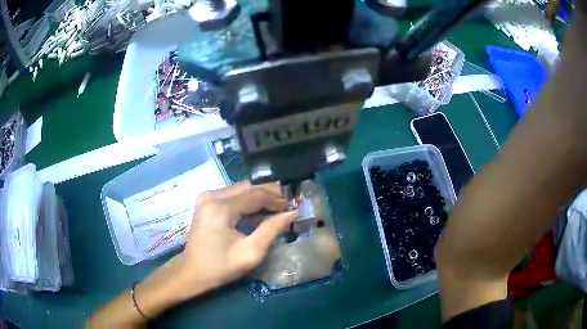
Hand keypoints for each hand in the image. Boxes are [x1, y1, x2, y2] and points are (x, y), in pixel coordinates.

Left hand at [175, 181, 298, 297]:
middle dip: (269, 195)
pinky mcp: (205, 201)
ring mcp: (206, 197)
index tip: (293, 206)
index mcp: (220, 209)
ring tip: (276, 208)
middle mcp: (211, 196)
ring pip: (240, 189)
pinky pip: (232, 194)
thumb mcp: (251, 253)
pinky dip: (247, 200)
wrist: (192, 272)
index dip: (277, 198)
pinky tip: (257, 209)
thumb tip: (291, 212)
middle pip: (247, 187)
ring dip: (259, 196)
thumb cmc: (221, 267)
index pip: (255, 194)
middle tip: (286, 205)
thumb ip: (272, 229)